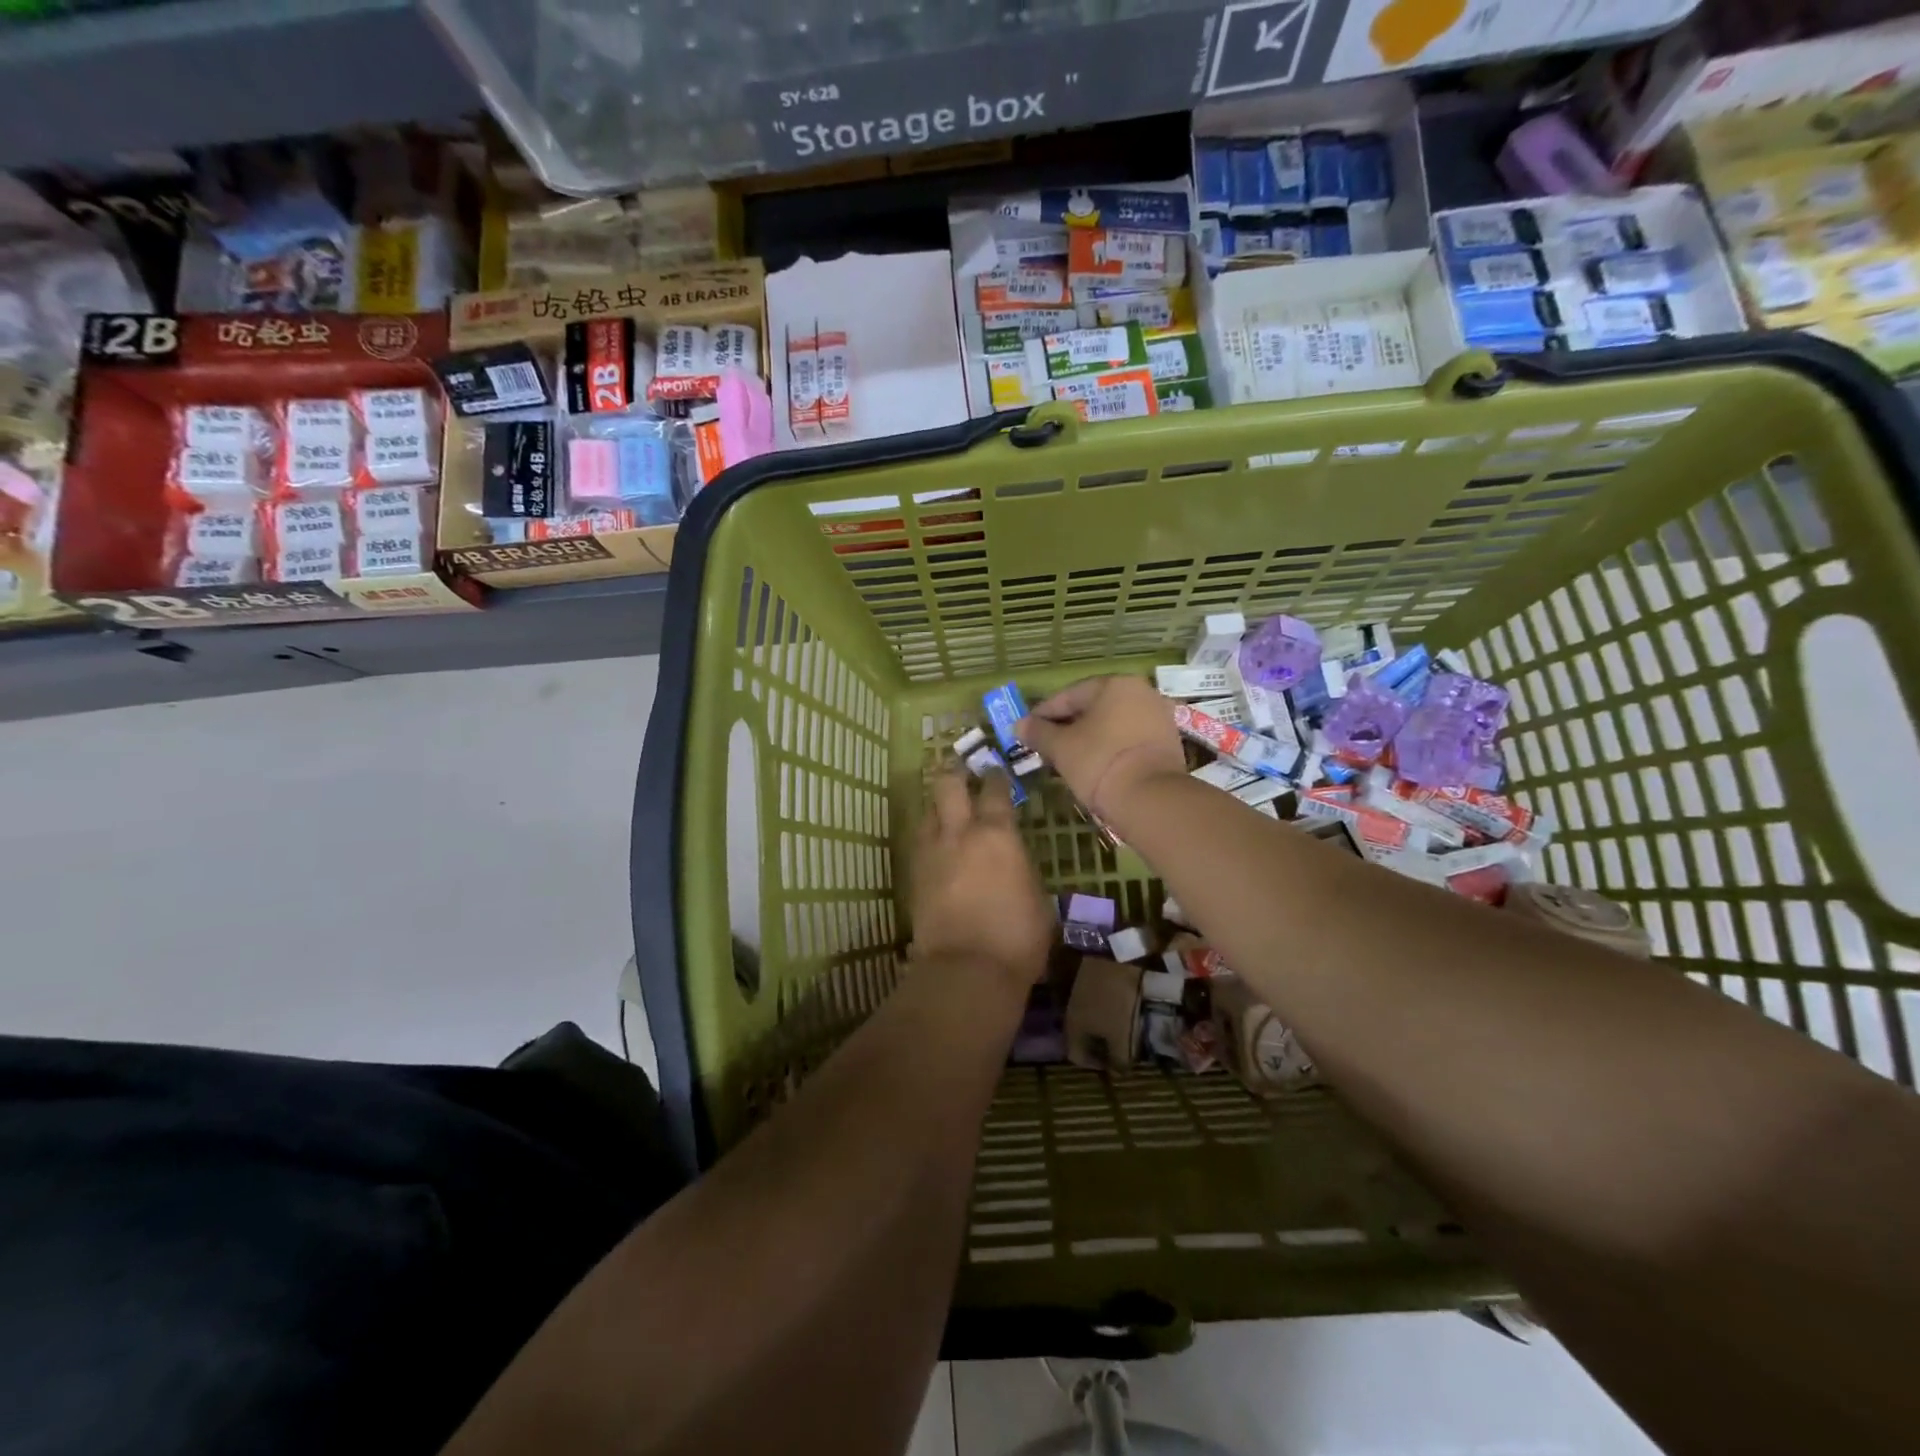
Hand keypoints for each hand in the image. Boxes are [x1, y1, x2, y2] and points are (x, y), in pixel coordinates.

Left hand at [909, 767, 1051, 986]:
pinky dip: (928, 835)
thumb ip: (1022, 869)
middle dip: (955, 773)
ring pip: (927, 810)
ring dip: (937, 804)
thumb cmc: (1017, 937)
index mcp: (998, 834)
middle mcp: (960, 833)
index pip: (995, 790)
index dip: (996, 777)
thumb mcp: (1038, 899)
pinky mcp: (914, 875)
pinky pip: (919, 841)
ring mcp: (932, 852)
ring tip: (946, 808)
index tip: (996, 771)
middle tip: (962, 772)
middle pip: (948, 785)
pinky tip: (936, 844)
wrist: (966, 970)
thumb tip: (1015, 862)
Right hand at [1017, 676, 1186, 821]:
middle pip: (1093, 708)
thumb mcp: (1061, 747)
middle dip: (1067, 726)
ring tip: (1067, 759)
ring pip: (1112, 724)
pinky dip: (1110, 748)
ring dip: (1088, 738)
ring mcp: (1159, 717)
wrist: (1151, 798)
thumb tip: (1019, 725)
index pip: (1069, 696)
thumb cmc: (1099, 762)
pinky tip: (1094, 766)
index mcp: (1114, 684)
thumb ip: (1038, 732)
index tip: (1026, 730)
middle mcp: (1141, 692)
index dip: (1043, 714)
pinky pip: (1129, 739)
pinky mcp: (1168, 742)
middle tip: (1045, 746)